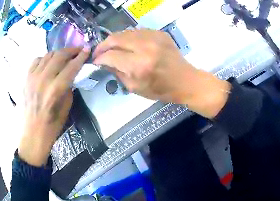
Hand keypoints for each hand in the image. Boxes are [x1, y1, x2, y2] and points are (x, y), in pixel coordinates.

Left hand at [18, 48, 89, 166]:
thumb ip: (68, 87)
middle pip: (59, 55)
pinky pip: (36, 60)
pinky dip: (44, 59)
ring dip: (58, 53)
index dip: (81, 56)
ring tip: (64, 57)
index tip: (87, 49)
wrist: (32, 137)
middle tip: (78, 51)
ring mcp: (32, 78)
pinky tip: (48, 64)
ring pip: (48, 55)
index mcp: (55, 90)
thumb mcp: (66, 108)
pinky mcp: (26, 79)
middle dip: (71, 50)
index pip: (71, 66)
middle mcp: (43, 80)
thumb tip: (72, 74)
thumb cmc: (51, 127)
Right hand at [93, 29, 230, 118]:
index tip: (95, 61)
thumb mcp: (134, 87)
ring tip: (110, 48)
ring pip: (125, 32)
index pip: (110, 55)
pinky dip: (127, 37)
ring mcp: (154, 37)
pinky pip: (136, 31)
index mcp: (139, 65)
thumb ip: (117, 72)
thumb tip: (105, 61)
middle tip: (99, 52)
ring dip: (114, 40)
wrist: (184, 80)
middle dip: (103, 45)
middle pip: (115, 38)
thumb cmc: (159, 89)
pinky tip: (126, 44)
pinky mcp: (159, 33)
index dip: (99, 57)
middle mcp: (145, 47)